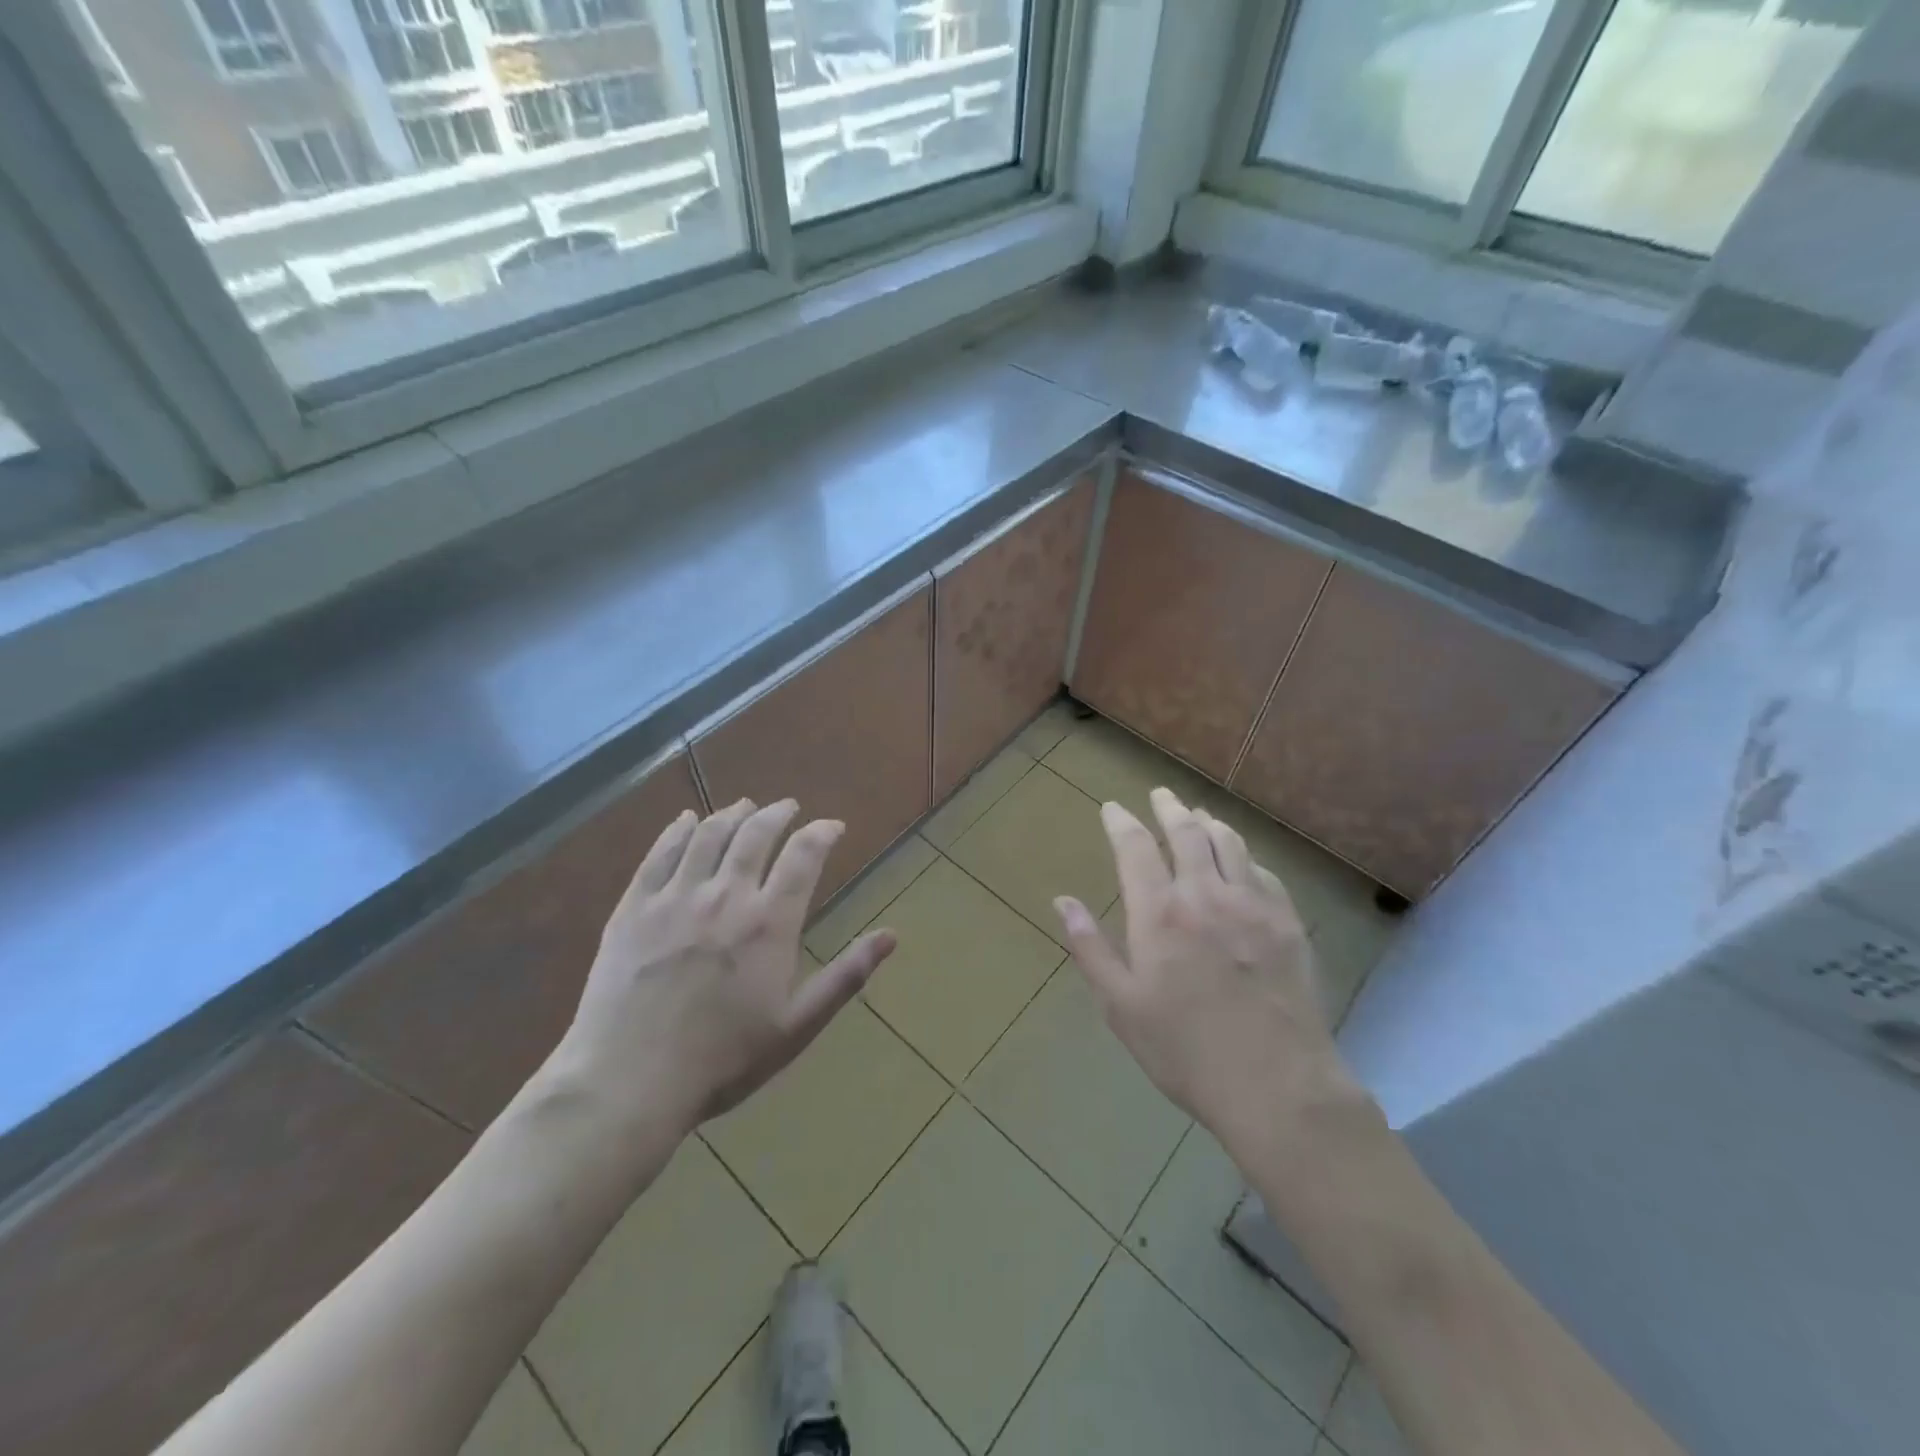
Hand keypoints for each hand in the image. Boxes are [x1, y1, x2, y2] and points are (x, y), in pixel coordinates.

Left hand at [546, 799, 895, 1136]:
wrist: (628, 1082)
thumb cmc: (723, 1059)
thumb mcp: (797, 1026)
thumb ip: (846, 976)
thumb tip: (892, 936)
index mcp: (770, 922)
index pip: (804, 855)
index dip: (822, 832)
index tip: (832, 826)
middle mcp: (726, 895)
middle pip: (755, 833)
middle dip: (778, 813)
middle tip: (788, 806)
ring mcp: (675, 897)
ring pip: (709, 835)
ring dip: (732, 814)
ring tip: (744, 806)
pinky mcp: (634, 907)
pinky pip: (659, 853)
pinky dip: (678, 830)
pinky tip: (686, 820)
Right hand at [1052, 788, 1358, 1155]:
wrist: (1277, 1086)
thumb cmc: (1184, 1051)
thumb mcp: (1121, 1006)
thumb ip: (1090, 949)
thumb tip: (1063, 901)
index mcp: (1159, 914)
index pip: (1135, 847)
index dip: (1121, 821)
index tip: (1112, 808)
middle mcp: (1205, 895)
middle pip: (1186, 832)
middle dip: (1168, 808)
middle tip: (1160, 794)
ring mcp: (1252, 905)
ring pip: (1229, 843)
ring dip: (1209, 822)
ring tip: (1198, 814)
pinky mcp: (1287, 923)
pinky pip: (1264, 872)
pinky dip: (1245, 856)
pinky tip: (1242, 860)